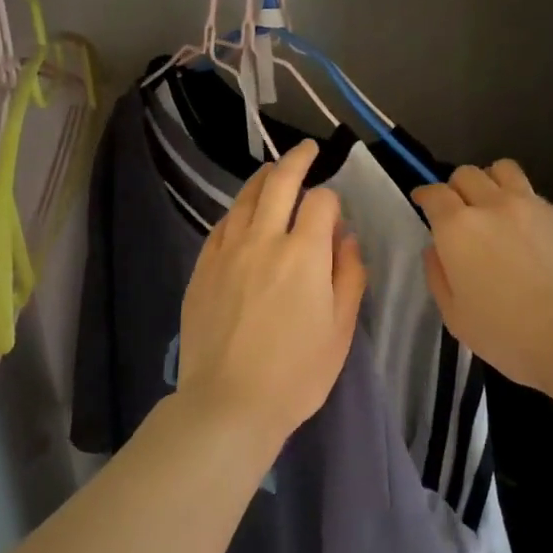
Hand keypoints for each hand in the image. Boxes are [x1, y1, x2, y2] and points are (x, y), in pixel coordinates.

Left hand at [176, 141, 366, 450]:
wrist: (229, 404)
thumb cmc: (296, 374)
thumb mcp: (341, 329)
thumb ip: (349, 275)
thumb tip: (347, 238)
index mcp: (305, 254)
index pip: (321, 202)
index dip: (333, 200)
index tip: (335, 215)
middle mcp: (264, 240)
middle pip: (279, 182)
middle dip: (297, 159)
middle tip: (307, 149)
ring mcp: (228, 251)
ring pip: (245, 198)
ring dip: (263, 178)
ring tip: (273, 172)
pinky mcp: (203, 268)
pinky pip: (221, 225)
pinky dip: (236, 211)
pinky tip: (242, 214)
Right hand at [413, 160, 552, 399]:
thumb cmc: (508, 335)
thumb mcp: (456, 317)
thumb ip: (439, 276)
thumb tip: (436, 250)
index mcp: (458, 229)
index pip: (434, 194)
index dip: (424, 195)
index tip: (422, 203)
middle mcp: (492, 205)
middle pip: (467, 173)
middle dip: (455, 187)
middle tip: (458, 212)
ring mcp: (530, 206)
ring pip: (503, 169)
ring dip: (489, 181)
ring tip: (492, 206)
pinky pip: (531, 192)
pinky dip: (519, 200)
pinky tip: (524, 229)